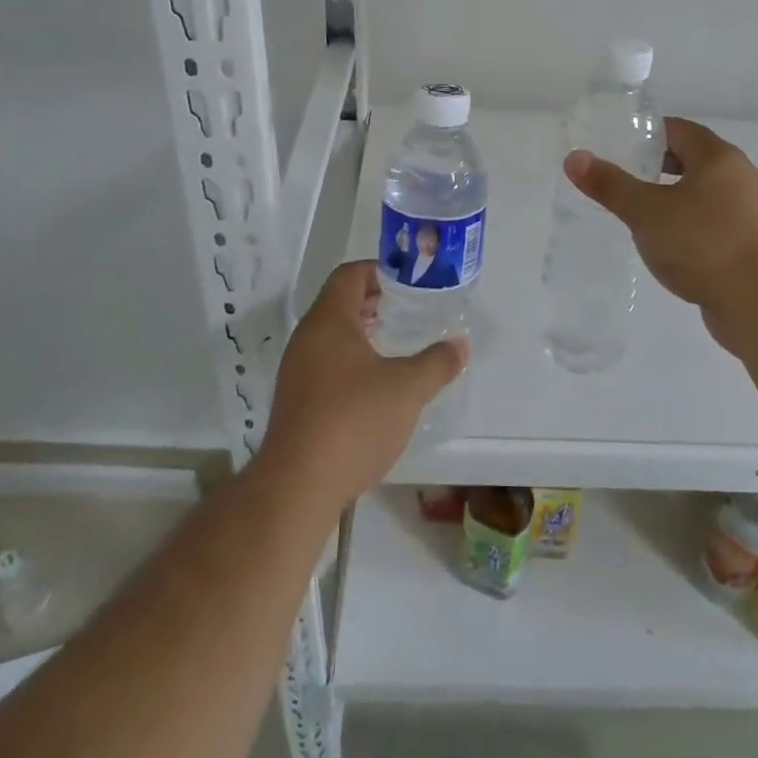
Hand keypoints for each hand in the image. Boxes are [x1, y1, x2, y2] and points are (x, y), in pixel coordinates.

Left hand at [259, 261, 466, 509]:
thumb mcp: (407, 388)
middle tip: (410, 310)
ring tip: (397, 343)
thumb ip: (436, 363)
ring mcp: (297, 370)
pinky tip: (376, 383)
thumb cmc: (354, 421)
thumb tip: (460, 345)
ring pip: (333, 335)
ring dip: (364, 332)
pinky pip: (326, 362)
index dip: (379, 271)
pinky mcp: (296, 400)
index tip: (409, 283)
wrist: (298, 487)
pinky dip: (352, 360)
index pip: (350, 274)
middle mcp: (307, 337)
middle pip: (340, 302)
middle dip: (375, 302)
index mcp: (329, 320)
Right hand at [564, 117, 757, 354]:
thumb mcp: (647, 211)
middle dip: (655, 166)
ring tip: (635, 213)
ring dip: (670, 199)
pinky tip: (663, 245)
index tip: (616, 146)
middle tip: (620, 177)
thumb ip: (610, 185)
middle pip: (690, 160)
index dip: (646, 134)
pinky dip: (685, 226)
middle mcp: (737, 178)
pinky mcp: (747, 246)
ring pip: (699, 195)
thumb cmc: (704, 243)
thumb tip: (574, 158)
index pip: (678, 130)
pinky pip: (708, 224)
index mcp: (718, 158)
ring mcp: (746, 214)